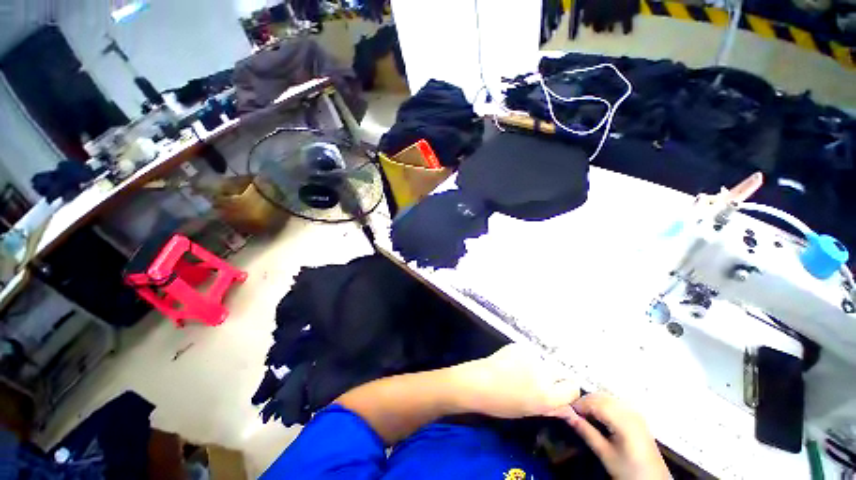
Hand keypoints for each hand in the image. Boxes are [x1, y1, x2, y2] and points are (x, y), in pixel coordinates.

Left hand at [449, 343, 579, 418]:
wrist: (477, 382)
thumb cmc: (500, 403)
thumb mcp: (529, 411)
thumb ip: (551, 408)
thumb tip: (568, 408)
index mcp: (546, 395)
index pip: (573, 388)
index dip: (568, 391)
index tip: (560, 392)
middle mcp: (543, 373)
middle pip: (562, 371)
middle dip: (555, 378)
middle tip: (540, 382)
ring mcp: (531, 356)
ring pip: (545, 361)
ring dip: (540, 367)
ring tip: (522, 372)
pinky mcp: (520, 345)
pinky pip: (531, 353)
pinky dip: (527, 359)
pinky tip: (513, 363)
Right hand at [559, 392, 669, 479]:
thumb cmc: (630, 471)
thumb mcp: (606, 454)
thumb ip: (586, 432)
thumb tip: (566, 414)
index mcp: (624, 420)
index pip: (595, 402)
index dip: (578, 403)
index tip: (565, 408)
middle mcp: (631, 411)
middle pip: (602, 396)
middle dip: (584, 401)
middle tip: (571, 411)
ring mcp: (636, 413)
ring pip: (608, 397)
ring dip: (593, 401)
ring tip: (582, 414)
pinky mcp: (637, 417)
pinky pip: (615, 402)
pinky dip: (603, 404)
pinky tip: (597, 415)